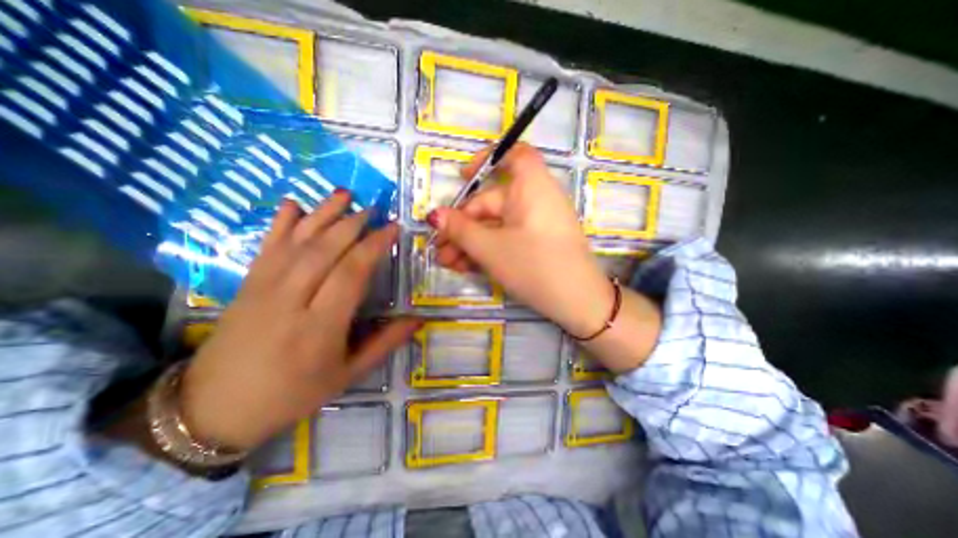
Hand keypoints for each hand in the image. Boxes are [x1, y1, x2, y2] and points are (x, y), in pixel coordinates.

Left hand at [178, 193, 419, 450]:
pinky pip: (267, 245)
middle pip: (325, 250)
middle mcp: (291, 300)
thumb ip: (385, 343)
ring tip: (344, 194)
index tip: (392, 229)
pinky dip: (281, 221)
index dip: (374, 246)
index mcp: (320, 326)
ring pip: (298, 241)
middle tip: (375, 208)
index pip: (351, 273)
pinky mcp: (246, 284)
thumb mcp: (347, 374)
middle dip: (353, 224)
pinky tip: (295, 203)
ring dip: (323, 214)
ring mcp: (263, 288)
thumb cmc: (293, 393)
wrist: (213, 409)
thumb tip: (419, 320)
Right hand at [429, 141, 609, 338]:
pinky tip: (465, 267)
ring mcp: (536, 223)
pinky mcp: (537, 243)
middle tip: (439, 248)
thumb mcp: (490, 248)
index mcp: (531, 187)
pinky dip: (487, 249)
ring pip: (496, 225)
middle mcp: (535, 200)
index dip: (487, 159)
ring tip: (447, 263)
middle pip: (492, 203)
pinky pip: (507, 238)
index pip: (514, 155)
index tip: (462, 177)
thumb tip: (434, 215)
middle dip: (462, 226)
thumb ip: (460, 230)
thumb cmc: (533, 266)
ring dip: (470, 242)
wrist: (578, 303)